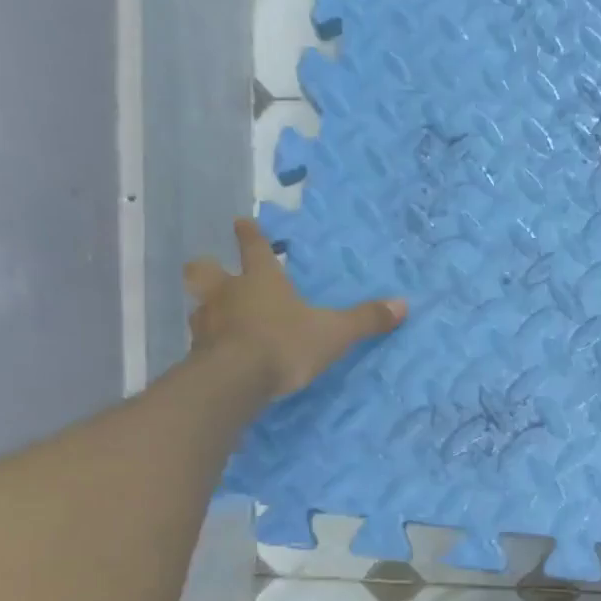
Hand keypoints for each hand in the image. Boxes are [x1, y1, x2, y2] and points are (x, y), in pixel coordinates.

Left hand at [183, 217, 405, 401]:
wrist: (235, 380)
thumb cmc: (285, 343)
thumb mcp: (334, 333)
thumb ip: (365, 319)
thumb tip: (403, 304)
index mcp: (261, 280)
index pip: (253, 248)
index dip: (250, 234)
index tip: (241, 221)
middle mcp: (228, 294)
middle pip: (206, 270)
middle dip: (209, 268)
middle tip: (213, 271)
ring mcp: (207, 323)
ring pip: (200, 306)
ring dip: (208, 308)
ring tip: (219, 319)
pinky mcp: (197, 354)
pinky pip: (201, 341)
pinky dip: (209, 343)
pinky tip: (219, 353)